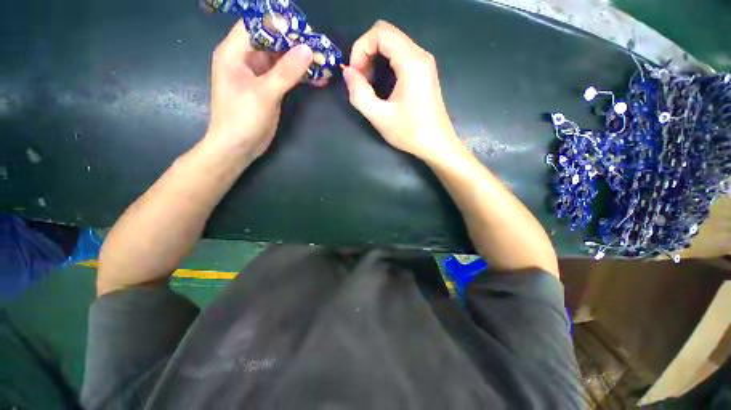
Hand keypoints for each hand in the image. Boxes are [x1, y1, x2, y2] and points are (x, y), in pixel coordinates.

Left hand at [205, 20, 315, 158]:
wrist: (238, 147)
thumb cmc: (242, 119)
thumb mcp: (264, 93)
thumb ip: (286, 72)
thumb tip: (307, 50)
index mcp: (234, 53)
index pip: (256, 26)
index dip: (278, 24)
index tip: (303, 29)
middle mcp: (245, 60)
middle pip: (272, 42)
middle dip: (295, 44)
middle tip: (319, 47)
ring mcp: (258, 76)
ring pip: (282, 60)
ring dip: (301, 62)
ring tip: (323, 62)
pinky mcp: (269, 90)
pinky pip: (286, 77)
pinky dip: (301, 77)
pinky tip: (318, 79)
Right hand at [343, 21, 458, 160]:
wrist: (436, 144)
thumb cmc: (410, 133)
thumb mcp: (380, 117)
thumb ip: (359, 93)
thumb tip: (347, 72)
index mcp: (411, 62)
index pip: (380, 32)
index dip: (361, 48)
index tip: (355, 74)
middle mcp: (420, 55)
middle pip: (386, 34)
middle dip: (366, 53)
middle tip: (360, 81)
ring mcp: (424, 63)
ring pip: (393, 44)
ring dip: (375, 59)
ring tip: (369, 85)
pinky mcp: (424, 72)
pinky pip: (400, 55)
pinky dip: (385, 64)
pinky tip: (382, 85)